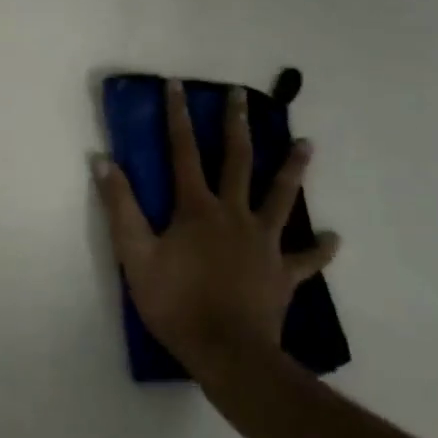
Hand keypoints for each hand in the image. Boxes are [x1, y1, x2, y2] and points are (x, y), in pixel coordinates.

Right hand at [93, 79, 340, 377]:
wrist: (227, 353)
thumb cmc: (175, 302)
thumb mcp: (134, 254)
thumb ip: (120, 206)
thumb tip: (103, 161)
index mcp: (196, 208)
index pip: (182, 152)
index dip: (177, 117)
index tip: (177, 85)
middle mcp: (234, 214)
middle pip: (237, 161)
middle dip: (236, 126)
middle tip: (242, 96)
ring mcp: (264, 243)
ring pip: (281, 197)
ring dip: (292, 169)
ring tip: (307, 144)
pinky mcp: (284, 273)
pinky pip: (307, 258)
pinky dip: (320, 248)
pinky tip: (333, 238)